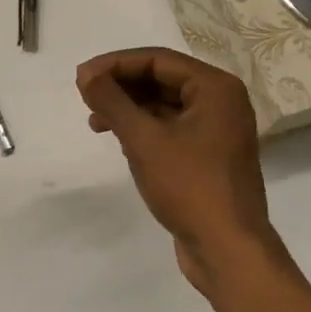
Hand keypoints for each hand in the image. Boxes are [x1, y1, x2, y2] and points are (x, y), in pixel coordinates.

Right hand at [76, 47, 282, 296]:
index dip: (116, 64)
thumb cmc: (189, 186)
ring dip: (129, 109)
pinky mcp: (209, 155)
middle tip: (85, 96)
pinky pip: (171, 127)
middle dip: (122, 86)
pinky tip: (120, 140)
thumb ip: (112, 101)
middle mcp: (221, 101)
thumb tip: (85, 74)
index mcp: (215, 88)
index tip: (82, 77)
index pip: (158, 60)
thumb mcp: (144, 140)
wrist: (228, 251)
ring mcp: (217, 130)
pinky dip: (144, 129)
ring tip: (95, 122)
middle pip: (162, 79)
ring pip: (165, 105)